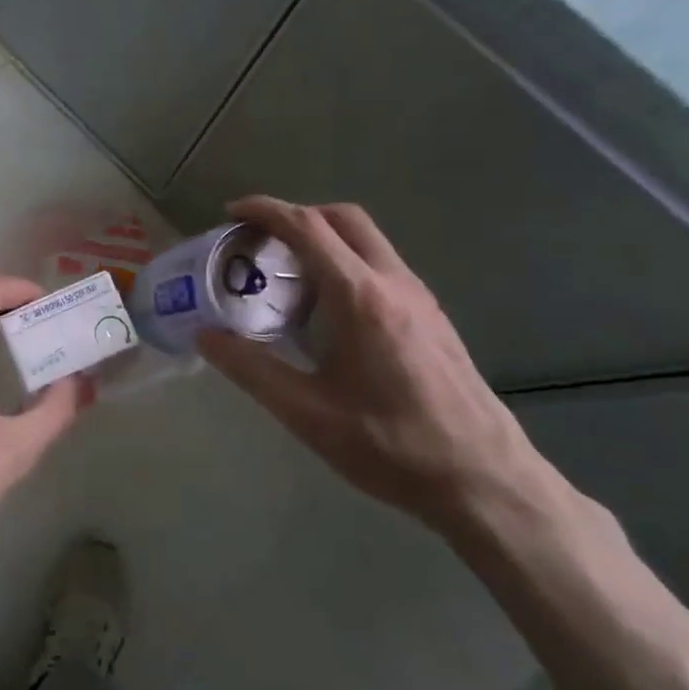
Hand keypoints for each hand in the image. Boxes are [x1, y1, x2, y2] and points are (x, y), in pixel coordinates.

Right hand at [196, 197, 542, 531]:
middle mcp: (393, 282)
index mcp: (359, 297)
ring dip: (324, 239)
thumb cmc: (389, 444)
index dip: (266, 210)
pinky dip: (346, 263)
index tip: (231, 212)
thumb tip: (205, 335)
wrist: (483, 479)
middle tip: (259, 240)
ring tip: (287, 275)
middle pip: (343, 218)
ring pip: (367, 240)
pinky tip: (328, 311)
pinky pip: (381, 266)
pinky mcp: (432, 317)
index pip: (307, 227)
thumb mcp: (306, 412)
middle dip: (297, 215)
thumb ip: (250, 368)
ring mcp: (420, 297)